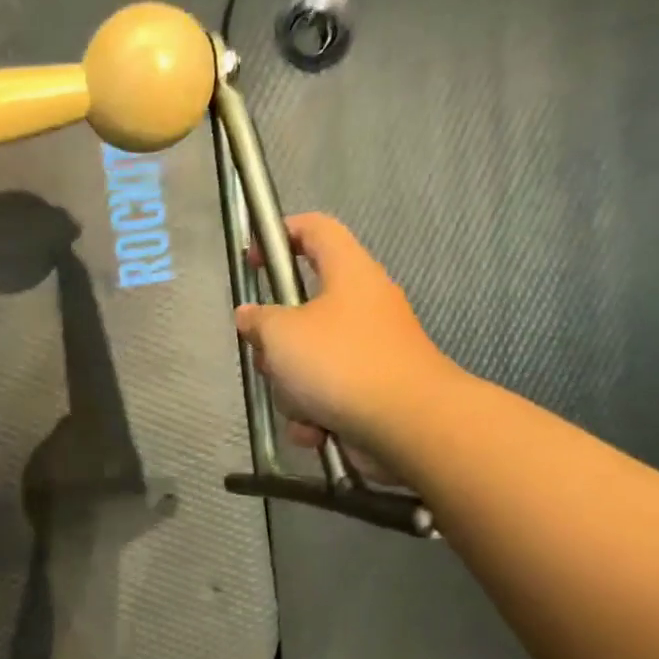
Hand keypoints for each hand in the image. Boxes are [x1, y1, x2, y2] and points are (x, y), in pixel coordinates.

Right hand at [234, 212, 457, 458]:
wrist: (408, 423)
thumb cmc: (340, 363)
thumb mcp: (281, 334)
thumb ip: (258, 320)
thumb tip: (250, 316)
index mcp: (349, 273)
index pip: (315, 229)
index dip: (280, 235)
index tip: (252, 260)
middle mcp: (364, 305)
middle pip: (302, 310)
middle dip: (276, 342)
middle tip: (268, 357)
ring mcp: (371, 349)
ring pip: (309, 359)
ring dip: (292, 388)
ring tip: (299, 404)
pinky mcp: (373, 388)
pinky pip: (327, 394)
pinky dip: (315, 414)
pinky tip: (316, 429)